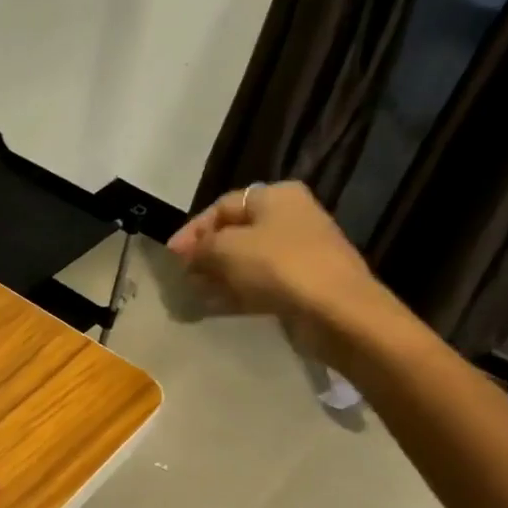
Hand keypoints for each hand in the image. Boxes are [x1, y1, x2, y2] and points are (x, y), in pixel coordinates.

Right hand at [167, 182, 403, 365]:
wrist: (336, 310)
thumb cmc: (279, 267)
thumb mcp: (227, 249)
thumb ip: (201, 247)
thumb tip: (187, 253)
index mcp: (275, 197)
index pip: (222, 206)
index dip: (193, 229)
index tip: (171, 256)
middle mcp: (291, 217)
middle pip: (236, 232)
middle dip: (206, 254)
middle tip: (183, 276)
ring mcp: (300, 251)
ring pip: (248, 260)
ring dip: (220, 275)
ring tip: (196, 294)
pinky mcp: (303, 283)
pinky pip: (261, 283)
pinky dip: (238, 292)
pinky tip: (219, 307)